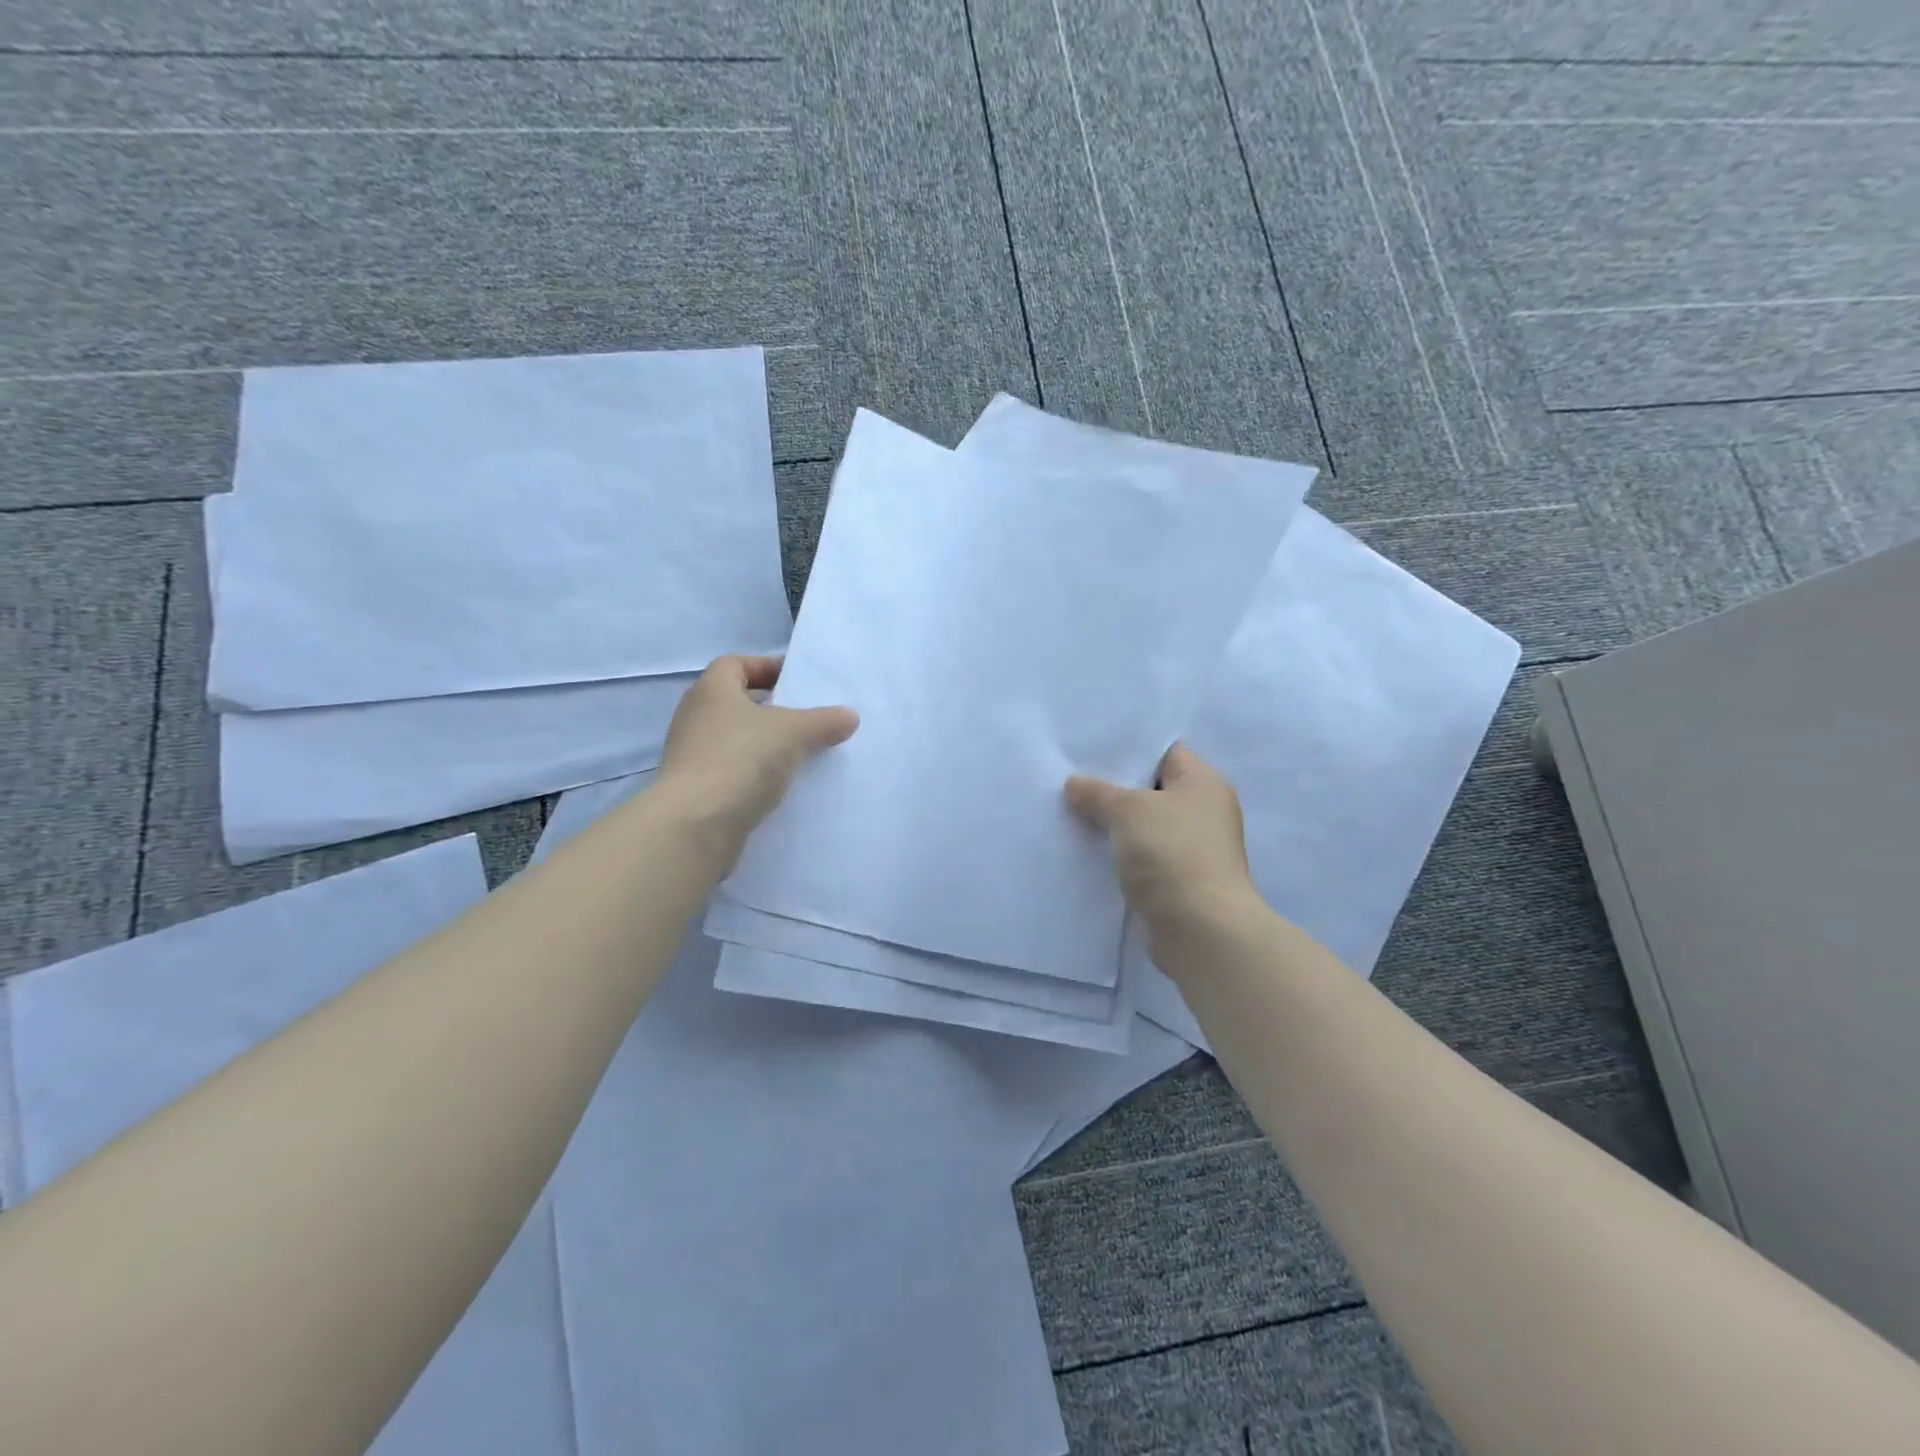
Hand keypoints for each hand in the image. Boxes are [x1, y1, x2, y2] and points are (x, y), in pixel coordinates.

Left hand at [656, 655, 857, 861]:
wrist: (696, 825)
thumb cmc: (741, 759)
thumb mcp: (794, 732)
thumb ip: (824, 721)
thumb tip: (850, 716)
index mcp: (712, 690)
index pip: (736, 664)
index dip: (767, 667)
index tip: (798, 681)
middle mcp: (697, 718)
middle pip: (739, 703)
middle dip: (774, 709)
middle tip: (810, 718)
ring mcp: (694, 756)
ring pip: (739, 740)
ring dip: (768, 744)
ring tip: (805, 753)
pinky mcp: (699, 791)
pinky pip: (736, 772)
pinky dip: (759, 774)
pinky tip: (786, 785)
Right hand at [1065, 743, 1258, 952]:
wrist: (1201, 931)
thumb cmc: (1172, 854)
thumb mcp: (1129, 810)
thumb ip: (1098, 792)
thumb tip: (1074, 784)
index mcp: (1203, 782)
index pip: (1163, 750)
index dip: (1126, 746)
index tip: (1086, 747)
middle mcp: (1202, 811)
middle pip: (1150, 788)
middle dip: (1111, 786)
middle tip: (1067, 777)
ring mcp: (1191, 848)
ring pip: (1142, 825)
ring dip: (1111, 823)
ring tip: (1066, 811)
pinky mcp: (1177, 881)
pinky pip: (1139, 856)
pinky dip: (1116, 854)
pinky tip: (1083, 850)